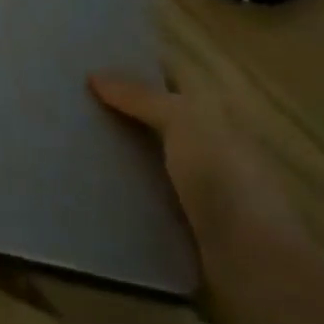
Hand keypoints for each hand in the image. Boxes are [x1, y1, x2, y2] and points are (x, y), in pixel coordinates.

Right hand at [90, 73, 307, 263]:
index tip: (93, 57)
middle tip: (71, 94)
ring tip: (70, 134)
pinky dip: (120, 187)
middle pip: (158, 115)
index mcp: (217, 113)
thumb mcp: (182, 121)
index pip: (173, 75)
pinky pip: (144, 193)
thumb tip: (95, 75)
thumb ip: (140, 96)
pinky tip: (88, 180)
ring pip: (148, 155)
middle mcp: (210, 144)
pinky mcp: (183, 223)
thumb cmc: (224, 179)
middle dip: (120, 105)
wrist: (253, 266)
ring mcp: (198, 186)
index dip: (138, 63)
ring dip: (117, 148)